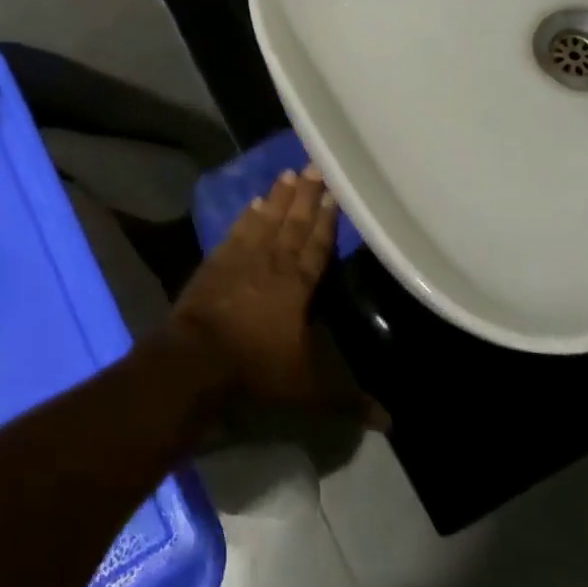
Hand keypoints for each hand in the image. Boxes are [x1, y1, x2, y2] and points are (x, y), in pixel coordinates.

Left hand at [167, 167, 381, 426]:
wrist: (196, 358)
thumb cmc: (256, 368)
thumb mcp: (308, 388)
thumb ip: (348, 399)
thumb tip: (391, 422)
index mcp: (298, 283)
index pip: (318, 244)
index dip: (327, 218)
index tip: (335, 191)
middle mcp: (272, 261)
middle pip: (293, 222)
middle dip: (306, 195)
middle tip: (315, 165)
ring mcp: (241, 258)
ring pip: (266, 219)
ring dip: (278, 197)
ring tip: (289, 174)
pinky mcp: (216, 262)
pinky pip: (237, 231)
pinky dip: (246, 216)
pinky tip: (253, 203)